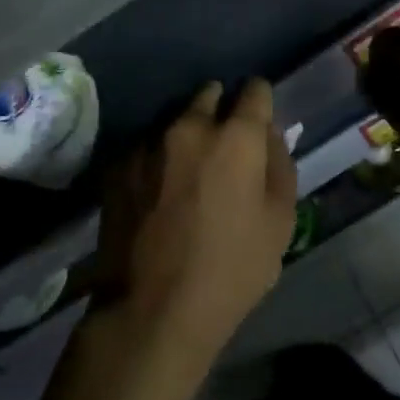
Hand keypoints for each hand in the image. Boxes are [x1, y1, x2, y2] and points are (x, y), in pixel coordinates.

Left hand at [94, 79, 297, 367]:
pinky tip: (158, 191)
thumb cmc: (231, 270)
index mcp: (236, 136)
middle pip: (209, 95)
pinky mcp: (118, 165)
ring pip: (175, 120)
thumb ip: (279, 165)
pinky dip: (157, 158)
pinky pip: (146, 146)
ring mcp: (148, 143)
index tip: (259, 122)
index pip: (255, 90)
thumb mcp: (280, 222)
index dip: (261, 103)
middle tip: (224, 148)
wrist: (151, 310)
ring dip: (186, 134)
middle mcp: (189, 126)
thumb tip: (269, 134)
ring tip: (187, 171)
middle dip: (220, 111)